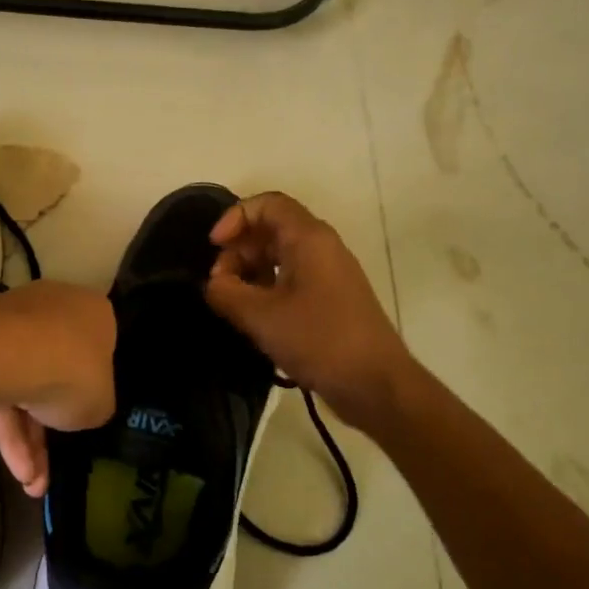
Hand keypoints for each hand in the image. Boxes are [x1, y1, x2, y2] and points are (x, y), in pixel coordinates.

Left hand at [0, 281, 115, 497]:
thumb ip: (95, 403)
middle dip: (51, 420)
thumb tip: (82, 406)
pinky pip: (0, 389)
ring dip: (27, 438)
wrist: (9, 357)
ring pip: (24, 384)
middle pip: (57, 368)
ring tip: (31, 482)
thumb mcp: (101, 403)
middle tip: (52, 462)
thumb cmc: (73, 372)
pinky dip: (7, 429)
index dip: (94, 382)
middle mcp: (55, 308)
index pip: (99, 346)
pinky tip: (16, 469)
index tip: (87, 410)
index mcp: (94, 313)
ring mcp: (13, 323)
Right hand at [205, 192, 414, 429]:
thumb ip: (225, 292)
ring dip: (250, 273)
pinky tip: (254, 318)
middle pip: (271, 229)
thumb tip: (213, 284)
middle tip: (219, 285)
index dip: (234, 217)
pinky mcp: (331, 300)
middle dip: (238, 250)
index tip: (213, 247)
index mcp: (309, 238)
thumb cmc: (318, 340)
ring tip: (232, 304)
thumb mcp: (260, 316)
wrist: (376, 384)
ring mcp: (329, 274)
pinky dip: (267, 289)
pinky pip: (292, 280)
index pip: (267, 204)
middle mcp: (322, 248)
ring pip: (280, 257)